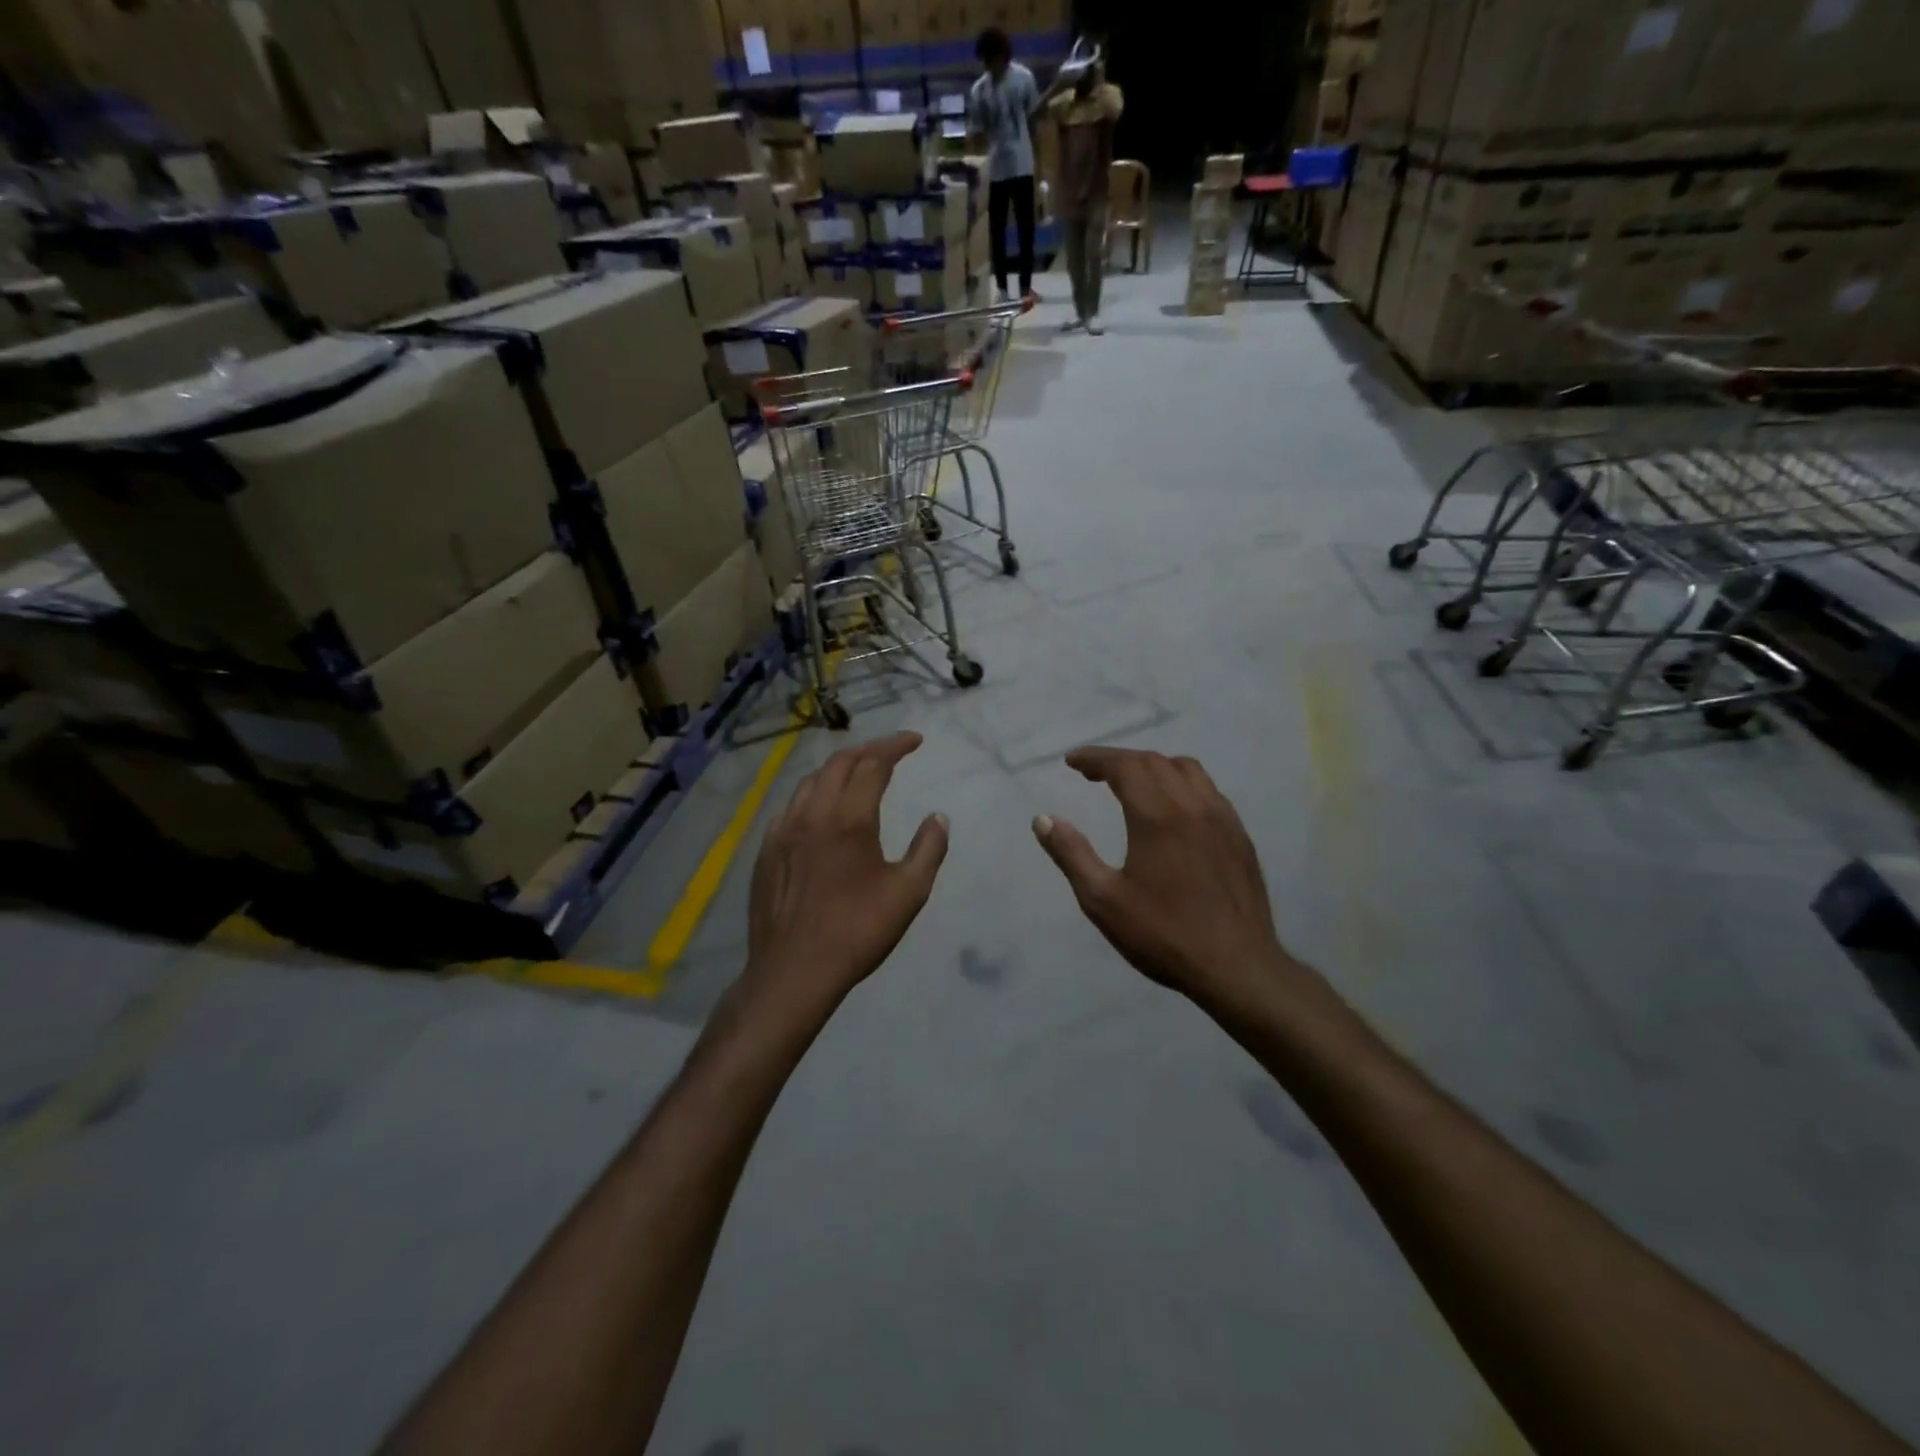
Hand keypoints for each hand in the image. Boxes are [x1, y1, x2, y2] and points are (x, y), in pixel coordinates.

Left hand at [744, 732, 948, 1013]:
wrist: (793, 971)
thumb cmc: (857, 931)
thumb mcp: (908, 893)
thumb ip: (928, 849)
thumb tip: (937, 817)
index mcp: (848, 818)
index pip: (873, 763)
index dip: (895, 745)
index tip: (915, 740)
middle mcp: (812, 813)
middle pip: (839, 763)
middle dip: (868, 749)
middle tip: (891, 751)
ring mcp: (782, 830)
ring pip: (810, 781)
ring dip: (838, 769)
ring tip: (858, 774)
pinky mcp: (765, 850)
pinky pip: (791, 806)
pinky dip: (813, 795)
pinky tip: (821, 811)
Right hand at [1033, 748, 1294, 1004]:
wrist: (1237, 967)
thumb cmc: (1163, 934)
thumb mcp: (1102, 900)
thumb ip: (1071, 854)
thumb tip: (1043, 819)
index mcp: (1157, 816)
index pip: (1124, 765)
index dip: (1095, 758)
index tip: (1072, 761)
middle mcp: (1192, 805)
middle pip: (1153, 761)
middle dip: (1119, 760)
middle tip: (1092, 773)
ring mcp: (1222, 818)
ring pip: (1187, 770)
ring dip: (1153, 766)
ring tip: (1132, 783)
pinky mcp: (1239, 836)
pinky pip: (1208, 790)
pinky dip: (1181, 783)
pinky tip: (1173, 809)